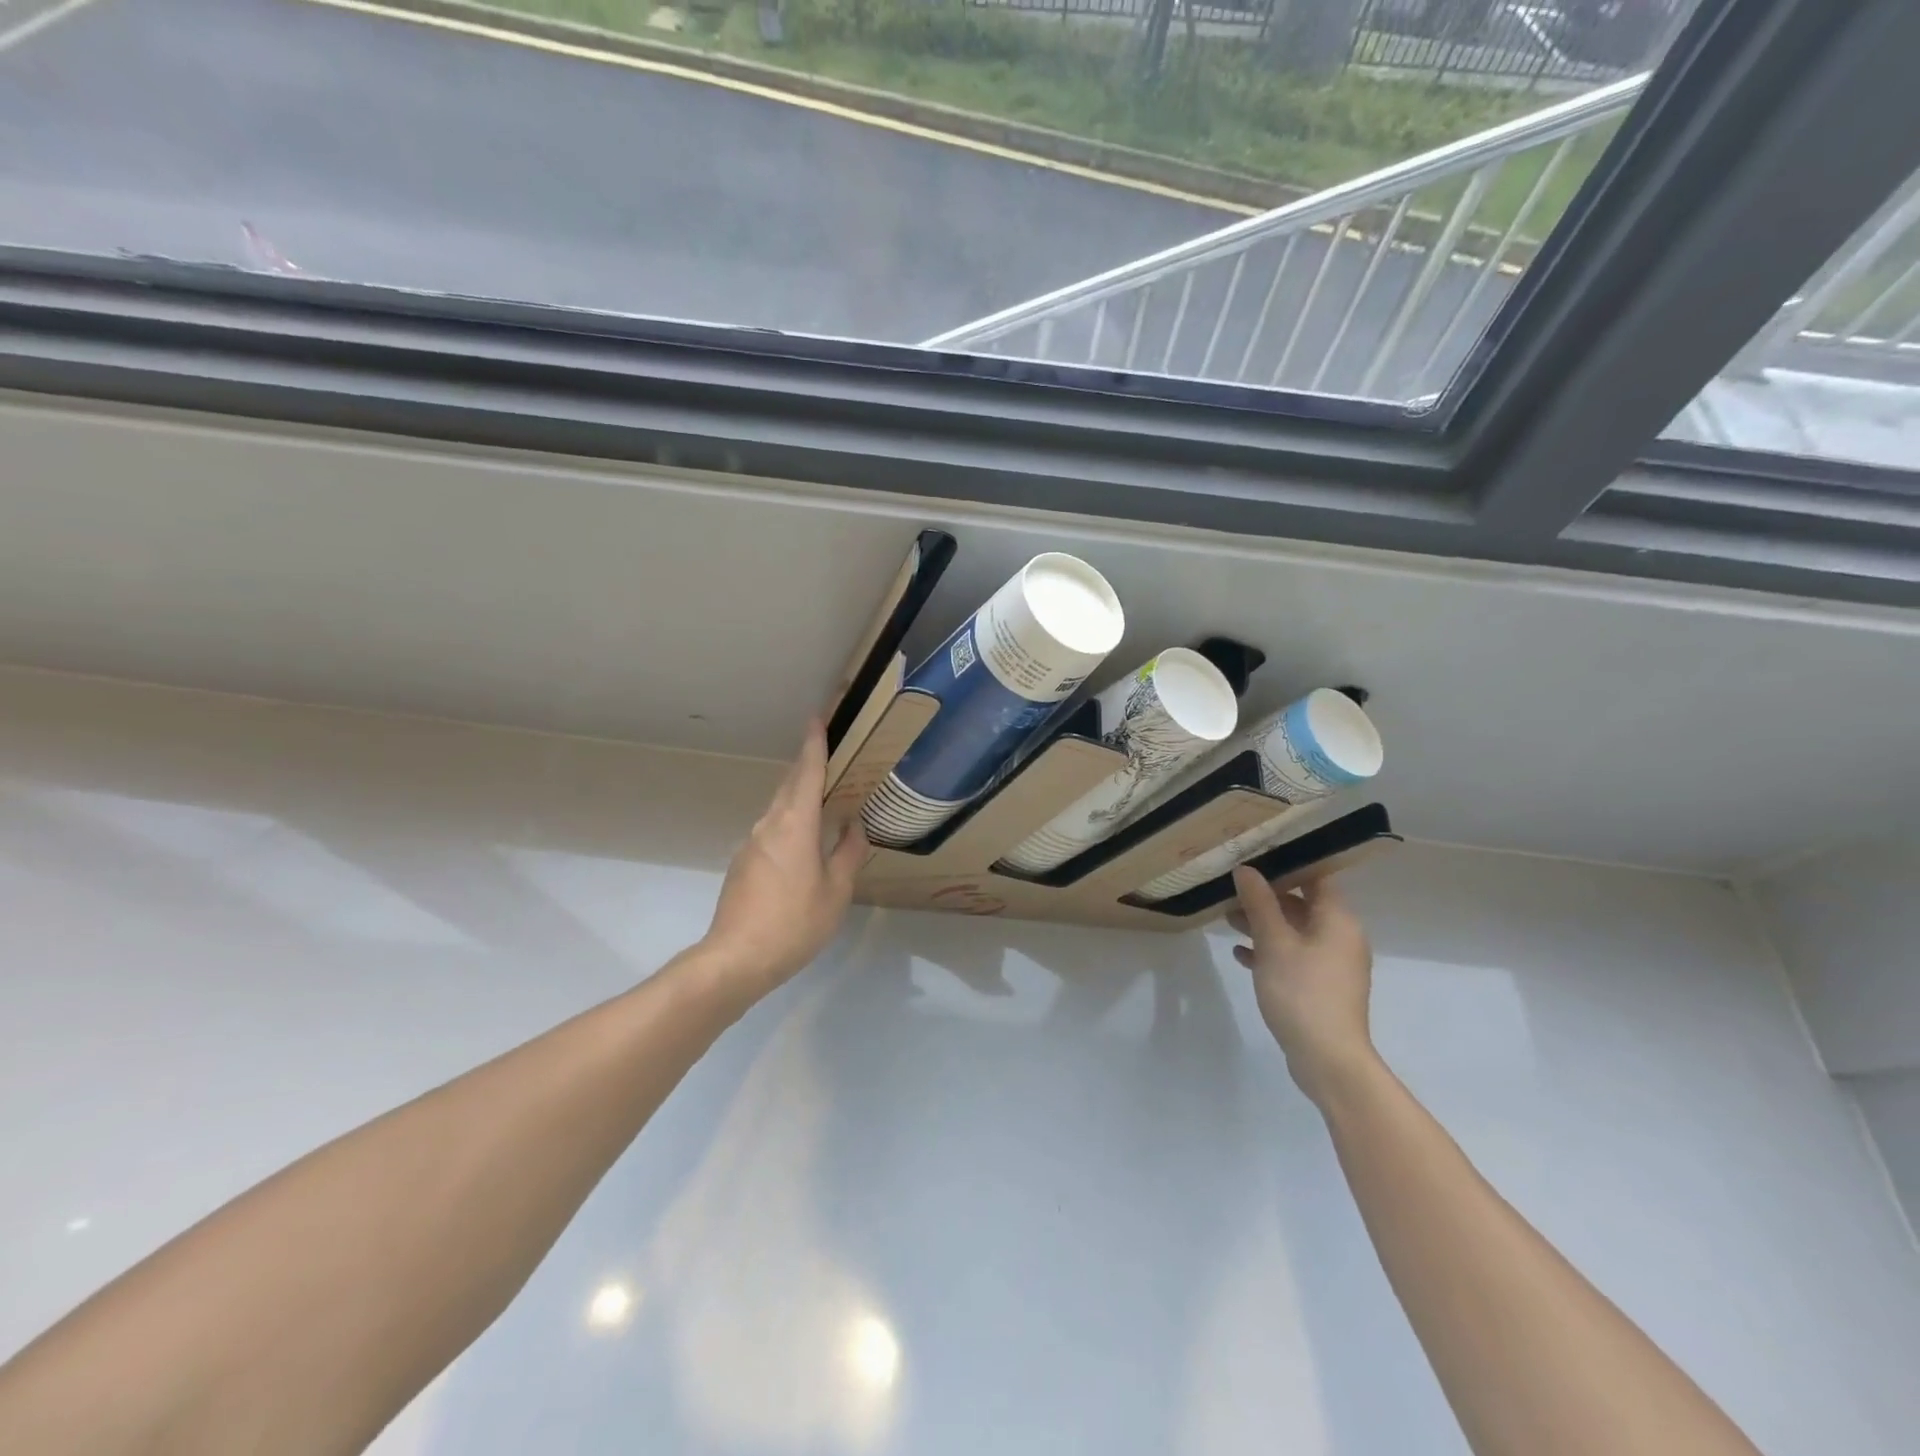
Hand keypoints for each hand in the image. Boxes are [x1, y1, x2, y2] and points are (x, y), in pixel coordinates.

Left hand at [702, 722, 867, 1001]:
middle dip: (807, 764)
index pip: (806, 773)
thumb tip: (854, 825)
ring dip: (799, 794)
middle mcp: (769, 825)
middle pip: (790, 785)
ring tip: (824, 795)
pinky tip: (805, 839)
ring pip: (779, 808)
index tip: (817, 718)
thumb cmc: (794, 923)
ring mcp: (752, 844)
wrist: (736, 959)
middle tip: (829, 752)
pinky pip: (772, 829)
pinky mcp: (743, 864)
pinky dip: (791, 820)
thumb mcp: (836, 891)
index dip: (814, 744)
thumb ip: (848, 853)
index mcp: (795, 825)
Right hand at [1230, 869, 1376, 1106]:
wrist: (1327, 1058)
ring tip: (1228, 919)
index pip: (1316, 876)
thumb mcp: (1274, 942)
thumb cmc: (1302, 991)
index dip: (1286, 864)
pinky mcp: (1321, 986)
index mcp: (1337, 919)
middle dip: (1266, 896)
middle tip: (1231, 889)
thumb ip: (1259, 902)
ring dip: (1264, 924)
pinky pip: (1294, 956)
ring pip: (1295, 931)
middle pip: (1302, 903)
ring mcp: (1332, 963)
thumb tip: (1246, 869)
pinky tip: (1241, 954)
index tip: (1253, 857)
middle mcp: (1341, 936)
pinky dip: (1270, 950)